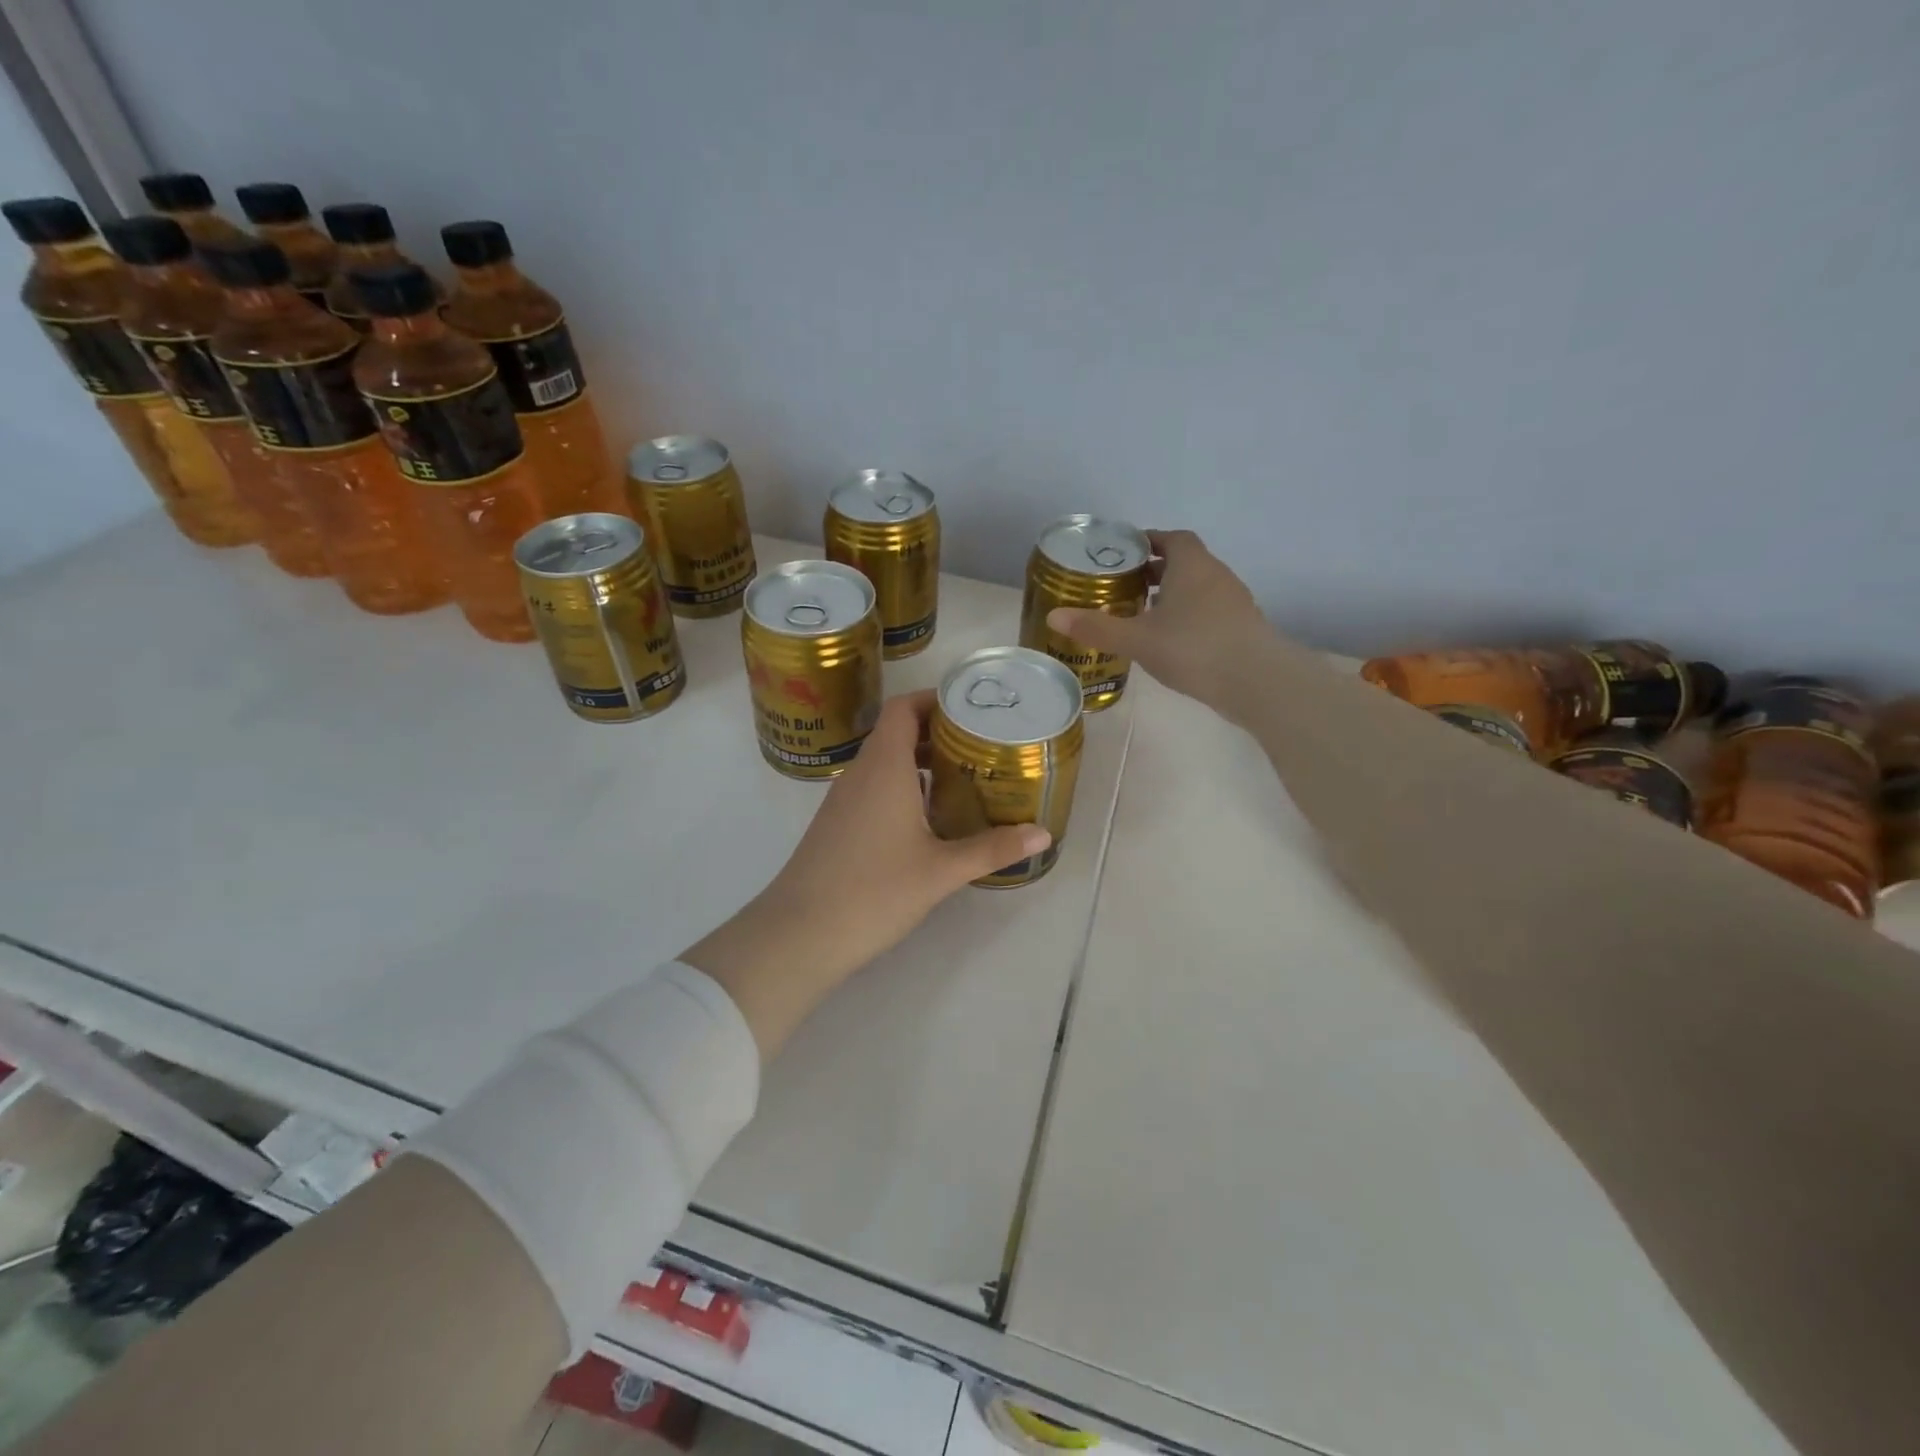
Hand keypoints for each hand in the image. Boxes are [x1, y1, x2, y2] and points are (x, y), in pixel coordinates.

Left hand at [682, 691, 1049, 1056]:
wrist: (799, 934)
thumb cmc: (873, 891)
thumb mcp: (941, 871)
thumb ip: (992, 848)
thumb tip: (1043, 834)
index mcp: (883, 768)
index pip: (903, 709)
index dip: (934, 700)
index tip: (971, 709)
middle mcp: (860, 774)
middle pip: (896, 732)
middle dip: (937, 733)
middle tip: (981, 746)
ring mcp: (844, 800)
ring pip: (884, 762)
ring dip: (920, 762)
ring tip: (963, 778)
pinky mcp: (837, 824)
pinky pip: (873, 787)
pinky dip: (903, 786)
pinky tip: (929, 818)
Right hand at [1048, 529, 1276, 714]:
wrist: (1257, 681)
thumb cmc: (1194, 648)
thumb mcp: (1138, 639)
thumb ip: (1097, 627)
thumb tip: (1054, 615)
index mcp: (1191, 565)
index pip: (1171, 538)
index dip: (1148, 541)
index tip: (1124, 554)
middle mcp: (1216, 575)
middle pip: (1184, 561)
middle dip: (1155, 570)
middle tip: (1124, 586)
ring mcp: (1233, 601)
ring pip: (1197, 587)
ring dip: (1172, 594)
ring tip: (1143, 614)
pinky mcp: (1242, 627)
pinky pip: (1209, 610)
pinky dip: (1188, 616)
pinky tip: (1171, 641)